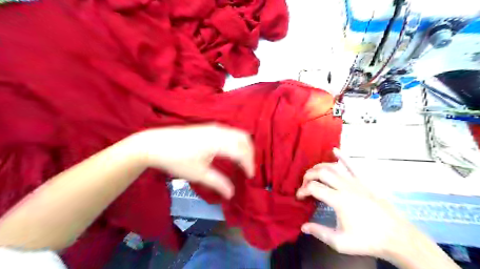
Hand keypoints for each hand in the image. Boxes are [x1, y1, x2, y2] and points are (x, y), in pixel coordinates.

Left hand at [127, 125, 254, 197]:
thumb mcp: (198, 174)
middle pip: (244, 139)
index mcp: (218, 142)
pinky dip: (237, 141)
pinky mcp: (209, 127)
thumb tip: (232, 194)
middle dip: (250, 153)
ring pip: (238, 133)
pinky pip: (231, 132)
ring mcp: (214, 127)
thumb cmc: (176, 160)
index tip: (250, 177)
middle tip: (248, 168)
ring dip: (244, 146)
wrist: (155, 144)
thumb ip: (218, 183)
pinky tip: (232, 151)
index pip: (241, 152)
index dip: (249, 164)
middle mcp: (219, 131)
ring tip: (242, 161)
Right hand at [294, 148, 418, 258]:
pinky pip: (352, 165)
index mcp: (338, 200)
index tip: (299, 197)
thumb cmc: (367, 240)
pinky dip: (342, 157)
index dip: (302, 190)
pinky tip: (335, 150)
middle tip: (304, 184)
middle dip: (308, 176)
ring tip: (313, 173)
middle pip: (321, 173)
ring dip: (319, 167)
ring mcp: (355, 182)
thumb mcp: (340, 242)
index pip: (313, 187)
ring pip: (333, 167)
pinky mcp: (364, 182)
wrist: (396, 237)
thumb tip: (303, 226)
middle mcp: (345, 187)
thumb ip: (319, 232)